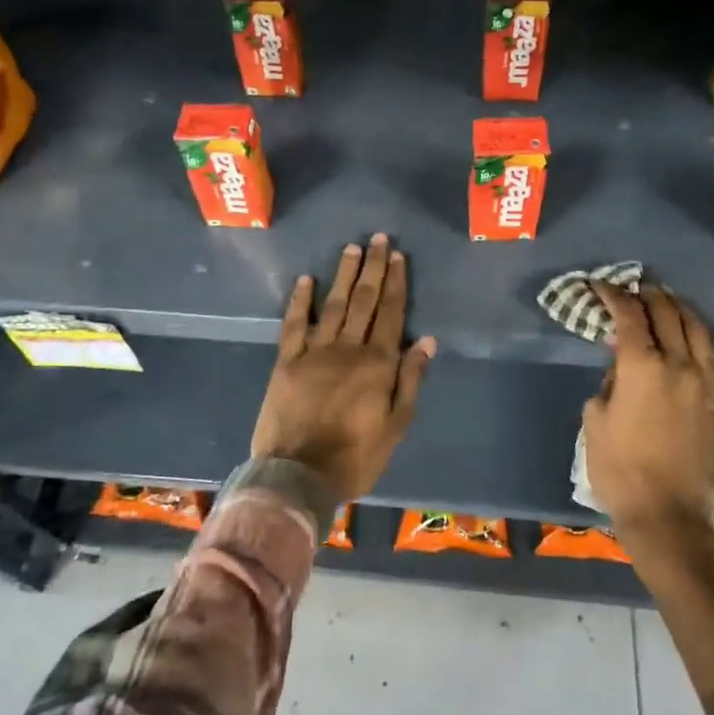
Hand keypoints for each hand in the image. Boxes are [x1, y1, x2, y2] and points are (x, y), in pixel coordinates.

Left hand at [251, 233, 436, 502]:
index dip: (396, 283)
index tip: (398, 257)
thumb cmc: (355, 456)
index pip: (390, 314)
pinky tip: (306, 280)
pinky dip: (300, 301)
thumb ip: (410, 380)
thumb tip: (426, 340)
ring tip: (352, 249)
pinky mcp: (287, 361)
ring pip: (333, 305)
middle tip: (379, 239)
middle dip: (373, 268)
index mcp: (378, 364)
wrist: (298, 475)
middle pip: (364, 301)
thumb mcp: (396, 425)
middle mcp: (348, 348)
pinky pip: (294, 324)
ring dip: (344, 275)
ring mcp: (314, 352)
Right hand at [581, 282, 713, 530]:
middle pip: (666, 313)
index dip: (613, 295)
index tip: (600, 286)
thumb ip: (609, 383)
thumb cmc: (619, 468)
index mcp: (642, 366)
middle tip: (631, 288)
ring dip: (677, 308)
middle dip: (647, 295)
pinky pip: (707, 352)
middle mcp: (677, 363)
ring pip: (695, 328)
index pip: (629, 315)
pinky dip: (694, 333)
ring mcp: (701, 381)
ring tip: (664, 300)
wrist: (669, 514)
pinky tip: (685, 335)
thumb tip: (621, 368)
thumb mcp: (595, 420)